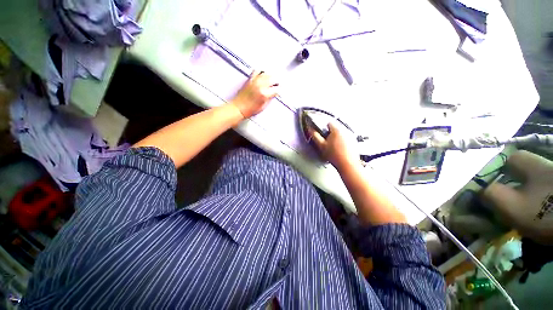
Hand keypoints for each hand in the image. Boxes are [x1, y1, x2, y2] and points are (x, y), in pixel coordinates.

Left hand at [231, 70, 278, 118]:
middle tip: (276, 85)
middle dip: (276, 82)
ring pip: (266, 73)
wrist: (239, 107)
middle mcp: (260, 85)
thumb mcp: (264, 106)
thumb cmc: (250, 109)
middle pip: (273, 78)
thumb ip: (270, 98)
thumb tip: (273, 94)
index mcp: (265, 94)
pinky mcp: (250, 79)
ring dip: (270, 76)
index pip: (276, 89)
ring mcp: (255, 81)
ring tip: (271, 80)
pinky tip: (263, 75)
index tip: (278, 91)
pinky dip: (262, 72)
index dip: (278, 90)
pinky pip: (257, 71)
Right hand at [310, 122, 359, 169]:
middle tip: (327, 143)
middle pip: (335, 129)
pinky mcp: (354, 143)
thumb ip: (315, 136)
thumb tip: (311, 130)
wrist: (347, 164)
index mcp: (336, 130)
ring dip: (337, 139)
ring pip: (341, 134)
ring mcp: (351, 137)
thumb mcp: (321, 146)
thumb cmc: (335, 156)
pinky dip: (343, 143)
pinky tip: (340, 150)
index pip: (328, 123)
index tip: (322, 134)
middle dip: (330, 134)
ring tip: (334, 148)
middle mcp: (345, 131)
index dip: (323, 129)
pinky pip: (346, 139)